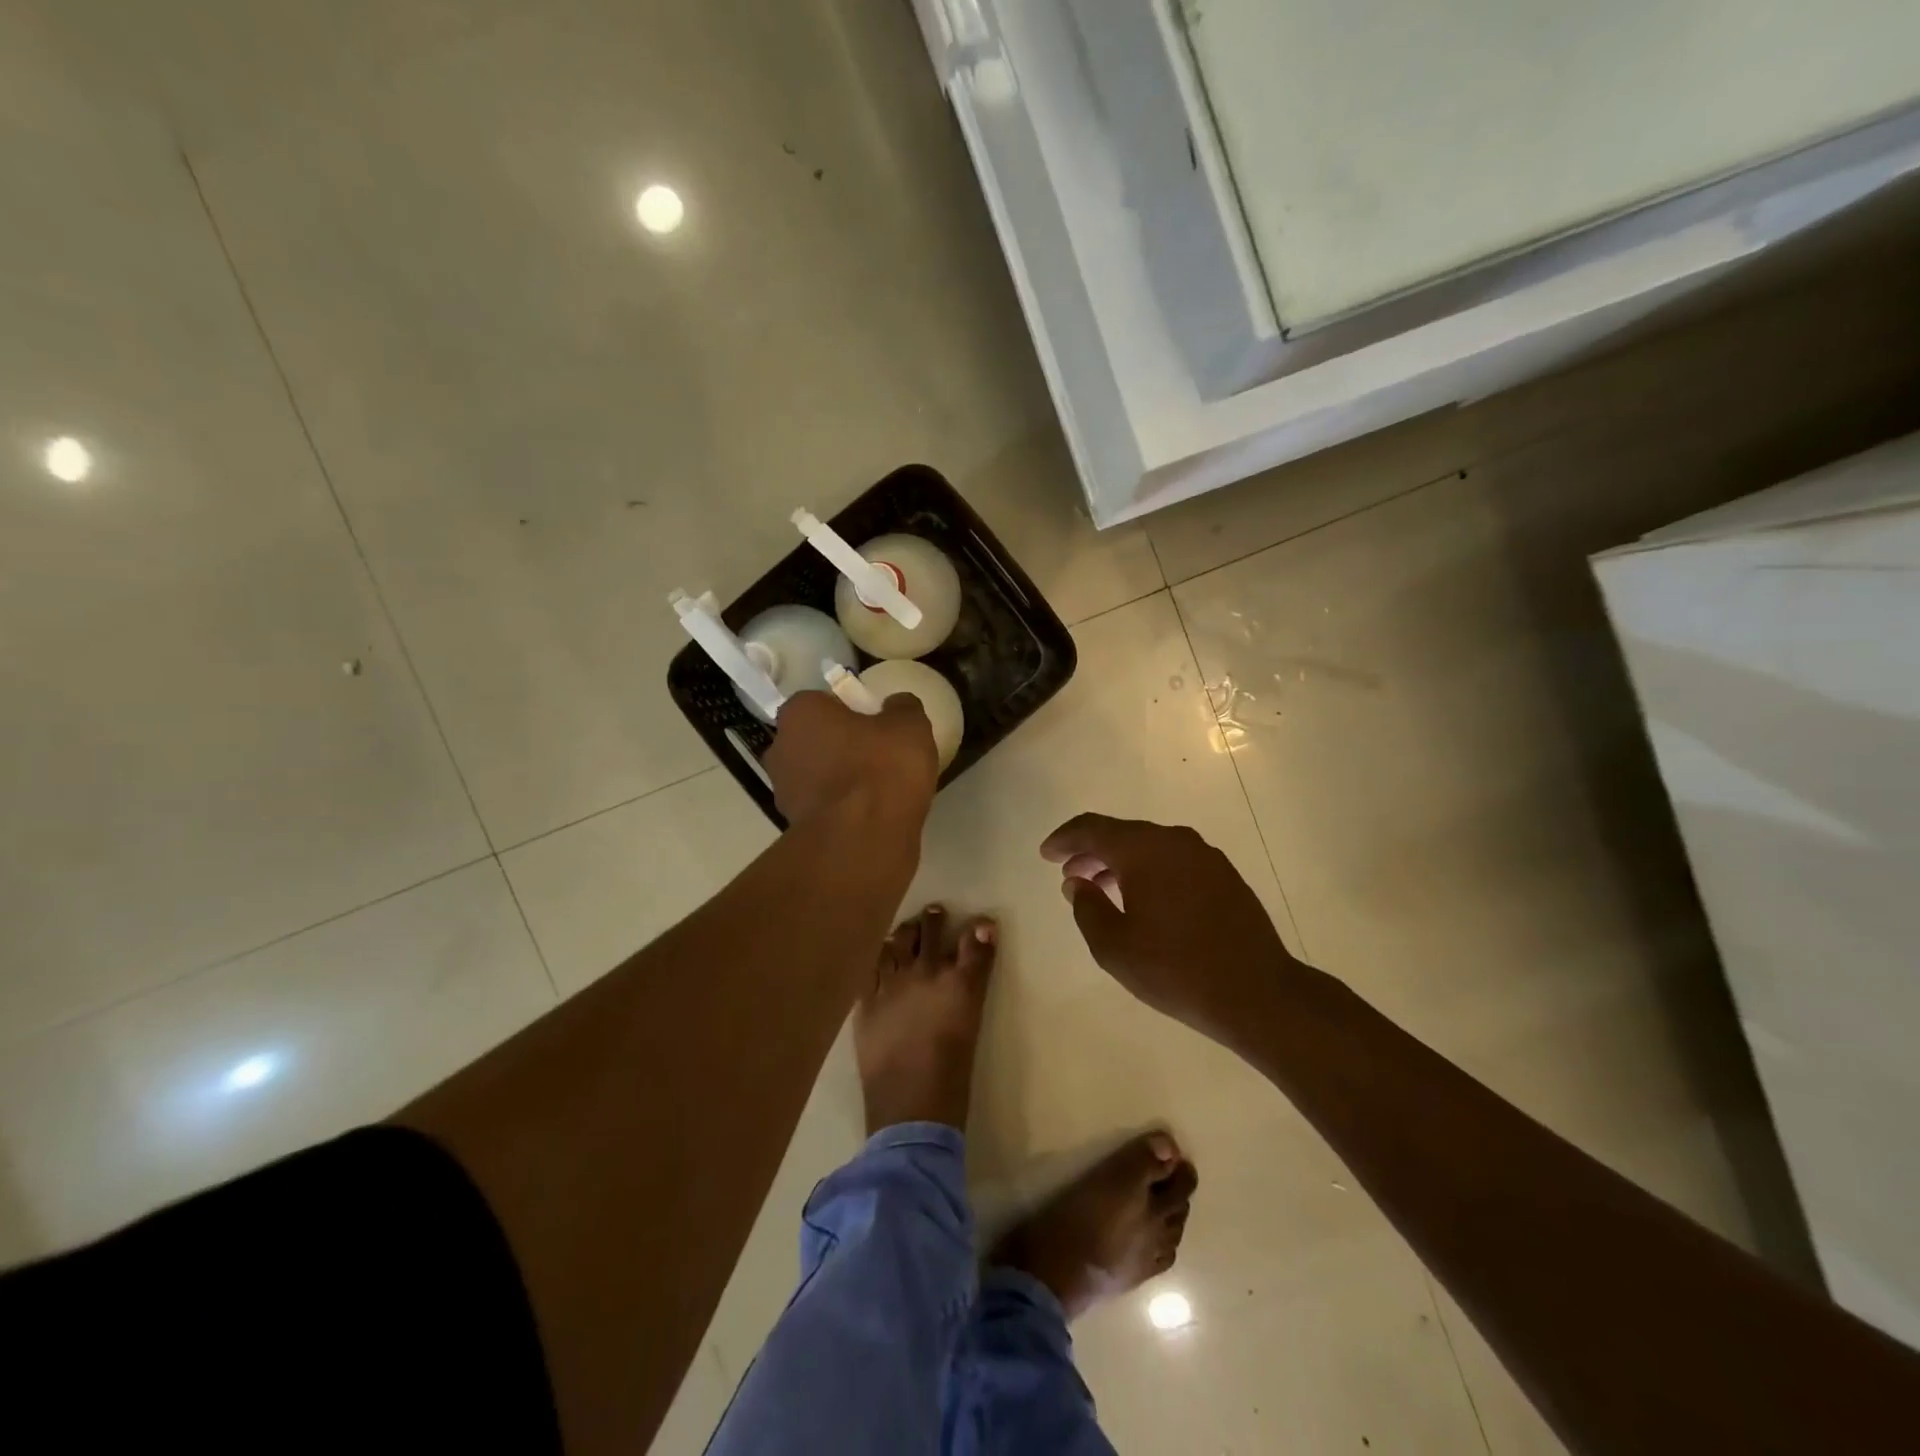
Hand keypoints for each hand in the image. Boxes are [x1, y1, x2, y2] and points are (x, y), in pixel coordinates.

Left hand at [766, 690, 938, 828]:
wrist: (863, 840)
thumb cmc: (882, 768)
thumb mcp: (910, 725)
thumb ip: (903, 708)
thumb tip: (896, 705)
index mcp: (799, 713)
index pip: (822, 702)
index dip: (851, 711)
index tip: (877, 725)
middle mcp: (780, 748)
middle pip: (816, 739)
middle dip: (842, 746)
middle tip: (880, 756)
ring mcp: (783, 791)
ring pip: (818, 775)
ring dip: (841, 780)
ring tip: (880, 791)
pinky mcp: (795, 827)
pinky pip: (825, 807)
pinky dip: (843, 809)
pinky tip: (871, 816)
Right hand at [1041, 813, 1299, 1040]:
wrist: (1257, 993)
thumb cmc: (1175, 969)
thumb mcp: (1114, 946)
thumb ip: (1087, 907)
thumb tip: (1077, 883)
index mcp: (1144, 849)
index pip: (1093, 829)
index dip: (1064, 839)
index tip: (1046, 854)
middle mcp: (1174, 841)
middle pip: (1122, 834)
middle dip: (1091, 852)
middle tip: (1070, 874)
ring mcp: (1204, 856)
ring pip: (1150, 847)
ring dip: (1121, 862)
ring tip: (1102, 889)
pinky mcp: (1224, 876)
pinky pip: (1174, 861)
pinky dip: (1150, 871)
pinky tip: (1144, 900)